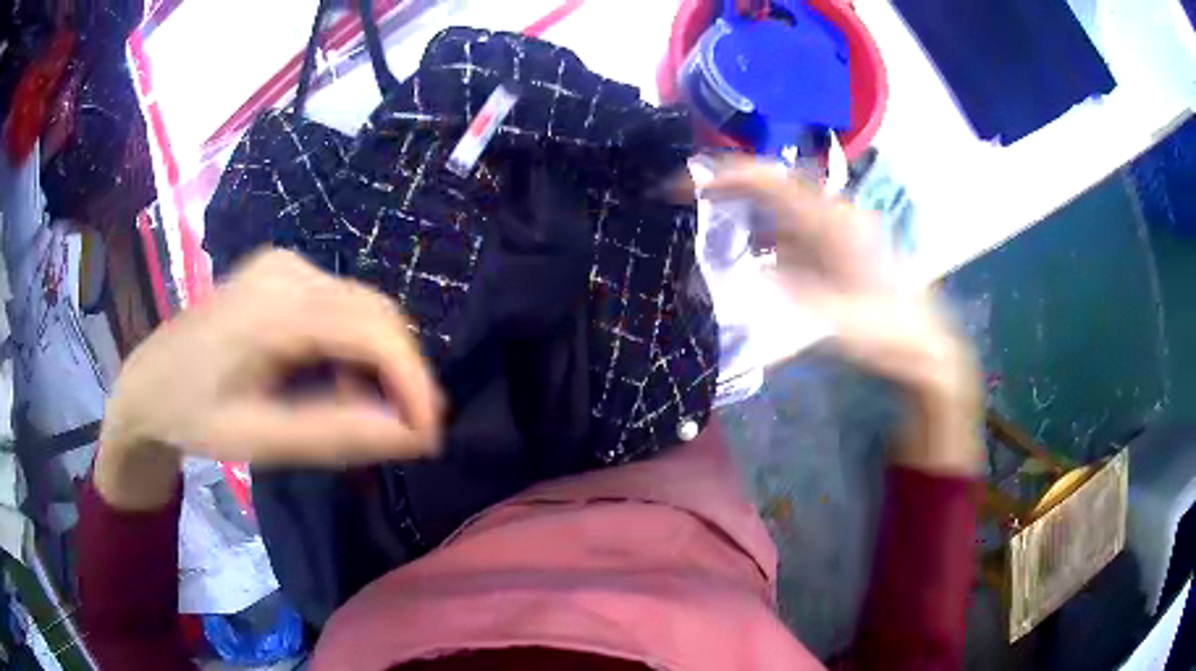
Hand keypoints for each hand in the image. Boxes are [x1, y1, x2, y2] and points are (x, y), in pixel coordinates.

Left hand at [95, 250, 444, 509]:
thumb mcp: (257, 438)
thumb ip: (334, 435)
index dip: (412, 383)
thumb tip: (411, 435)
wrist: (148, 380)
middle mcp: (288, 271)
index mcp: (273, 308)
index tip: (428, 437)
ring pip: (364, 310)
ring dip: (376, 365)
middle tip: (402, 435)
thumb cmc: (192, 414)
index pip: (372, 331)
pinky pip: (341, 306)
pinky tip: (333, 383)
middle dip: (400, 376)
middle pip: (376, 314)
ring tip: (359, 415)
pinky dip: (353, 349)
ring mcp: (284, 266)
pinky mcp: (283, 273)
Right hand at [702, 160, 982, 474]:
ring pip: (787, 203)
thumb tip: (746, 260)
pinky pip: (800, 223)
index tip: (684, 186)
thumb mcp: (831, 316)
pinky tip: (760, 252)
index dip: (723, 177)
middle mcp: (837, 211)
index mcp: (832, 222)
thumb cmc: (883, 331)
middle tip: (692, 201)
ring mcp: (843, 223)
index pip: (769, 181)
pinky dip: (773, 231)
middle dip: (732, 188)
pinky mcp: (845, 239)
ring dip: (751, 211)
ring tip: (718, 228)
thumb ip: (787, 285)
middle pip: (775, 183)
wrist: (925, 341)